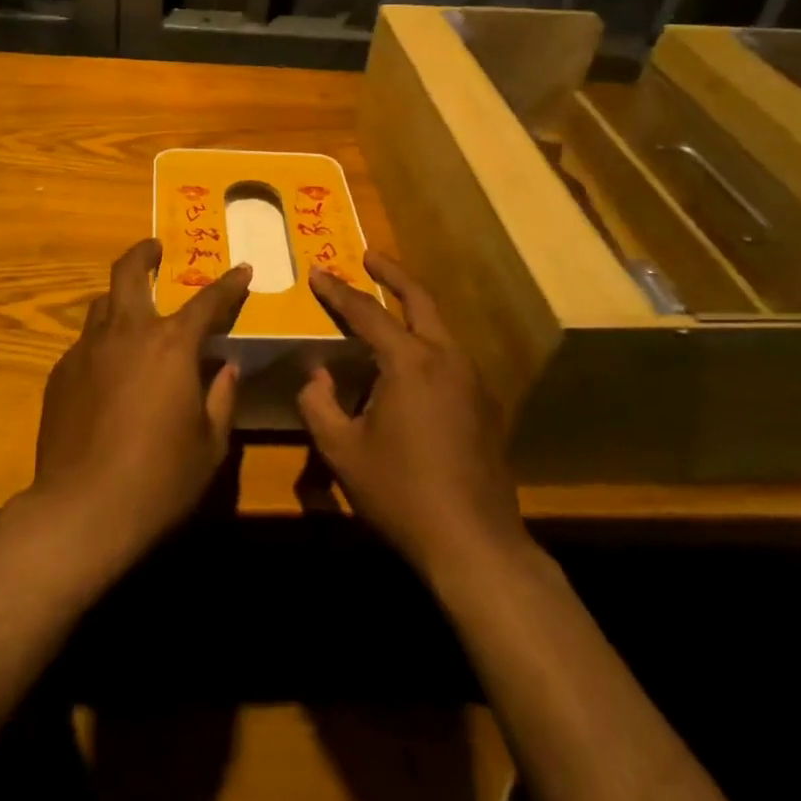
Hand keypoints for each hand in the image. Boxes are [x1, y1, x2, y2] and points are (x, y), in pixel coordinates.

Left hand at [31, 239, 250, 562]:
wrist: (81, 511)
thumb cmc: (159, 479)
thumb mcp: (210, 444)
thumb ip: (221, 397)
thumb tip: (226, 366)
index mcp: (171, 345)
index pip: (207, 301)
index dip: (229, 284)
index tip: (242, 270)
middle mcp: (127, 333)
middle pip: (129, 273)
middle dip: (144, 253)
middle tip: (154, 248)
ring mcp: (87, 349)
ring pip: (102, 304)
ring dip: (120, 298)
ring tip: (133, 312)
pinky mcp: (60, 373)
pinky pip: (85, 343)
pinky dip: (103, 343)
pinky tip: (108, 372)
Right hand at [297, 253, 522, 577]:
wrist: (475, 544)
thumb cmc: (401, 492)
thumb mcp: (343, 450)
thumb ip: (319, 403)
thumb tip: (316, 374)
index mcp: (410, 361)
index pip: (366, 312)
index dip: (337, 291)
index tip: (316, 271)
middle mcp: (446, 358)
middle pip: (420, 299)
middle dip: (392, 273)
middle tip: (369, 256)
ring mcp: (472, 380)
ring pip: (440, 326)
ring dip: (413, 307)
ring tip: (387, 304)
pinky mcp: (485, 405)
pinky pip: (450, 355)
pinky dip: (427, 340)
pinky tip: (411, 363)